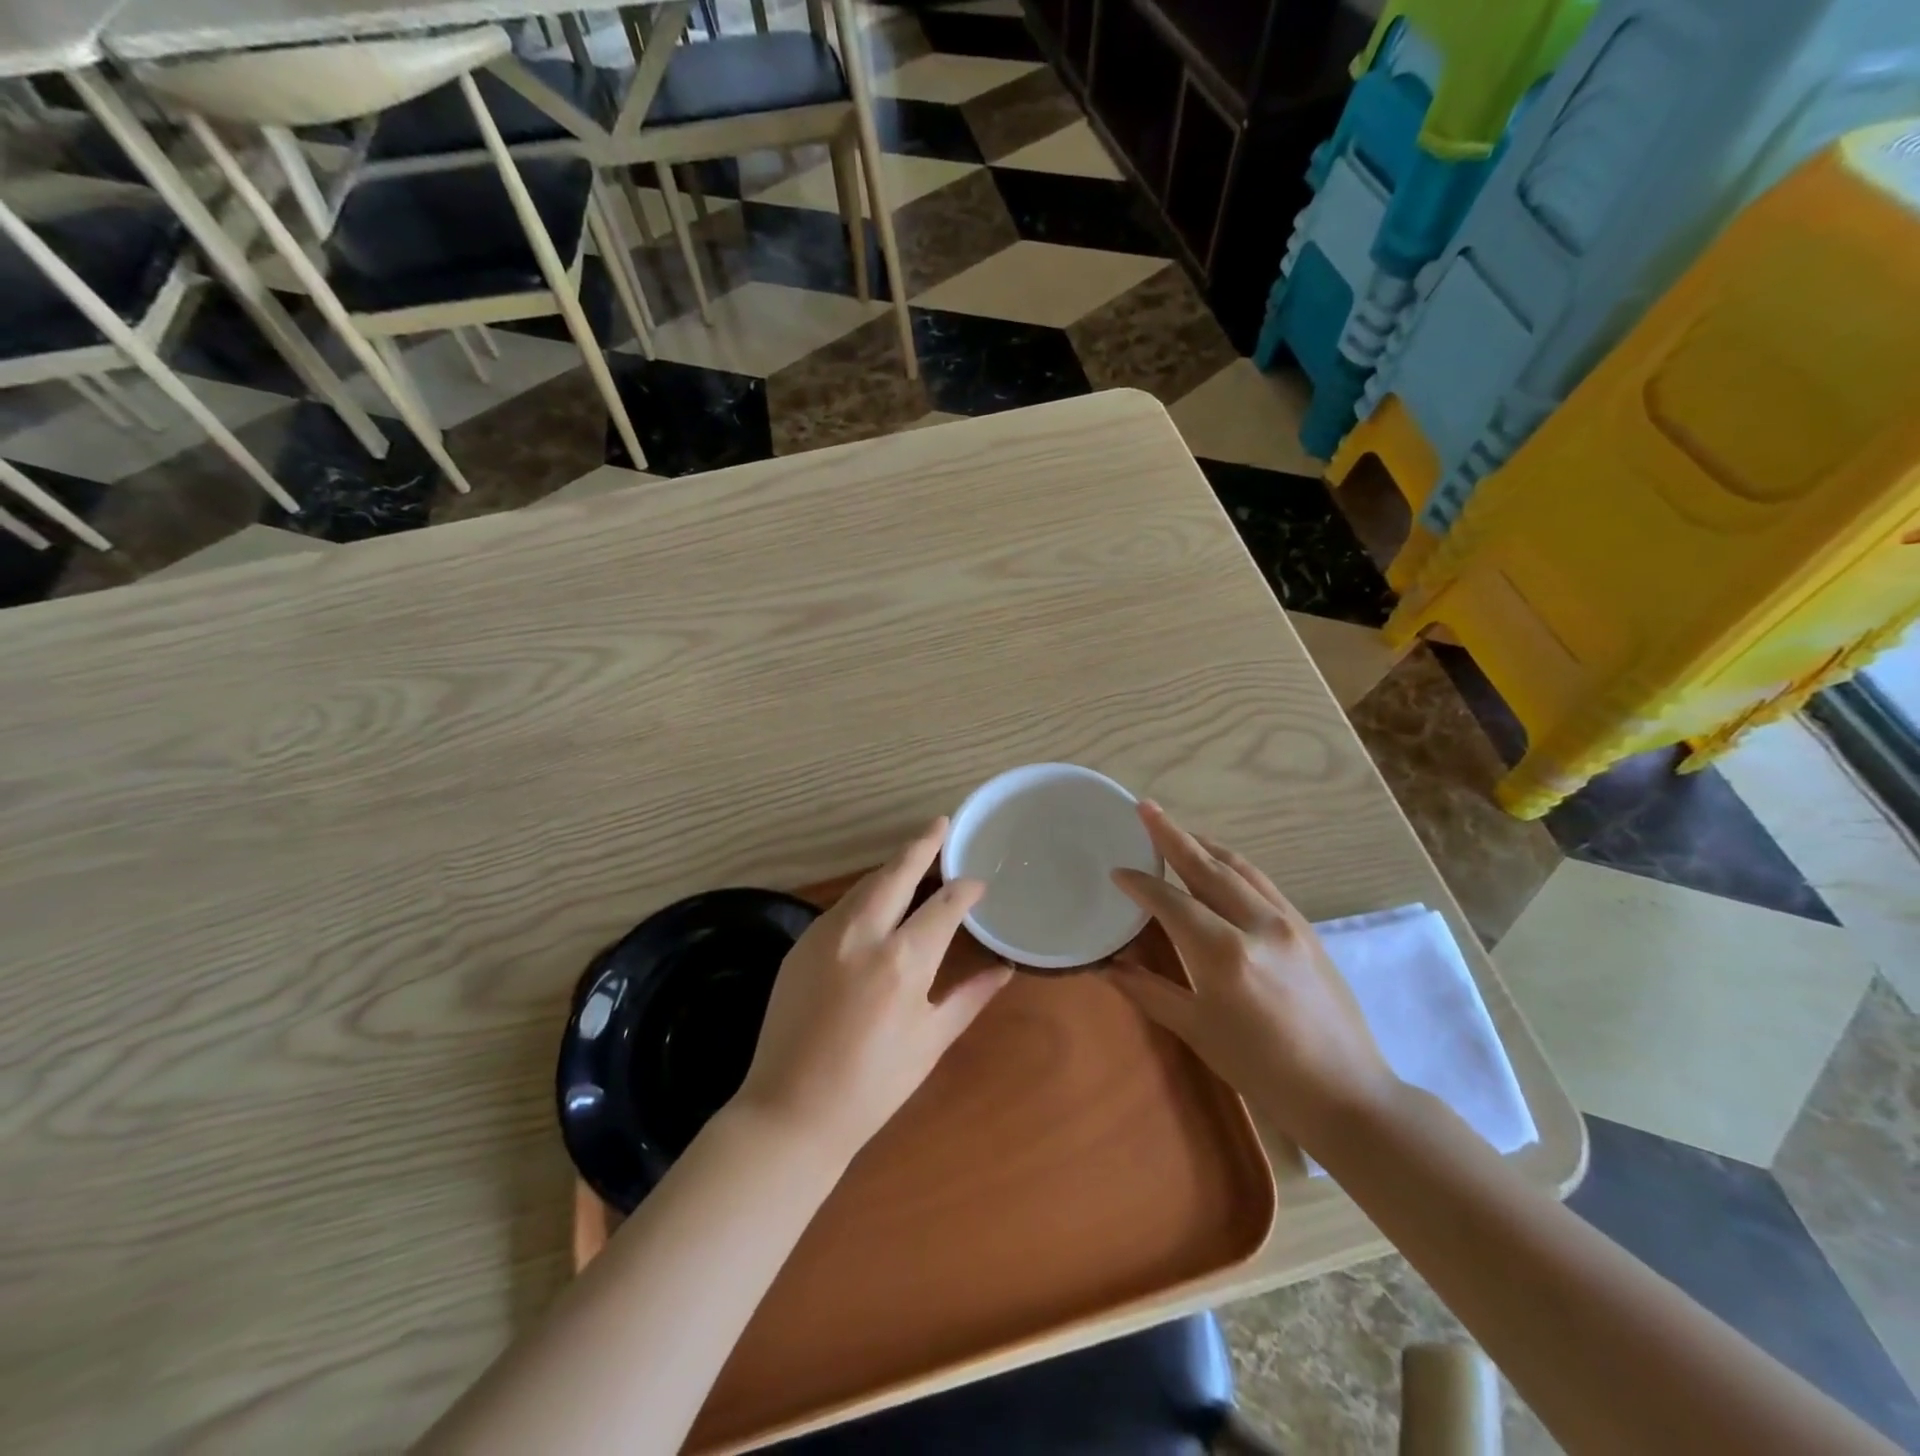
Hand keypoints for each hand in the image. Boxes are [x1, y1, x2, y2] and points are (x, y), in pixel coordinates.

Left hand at [734, 818, 1012, 1162]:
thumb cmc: (873, 1085)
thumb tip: (1004, 968)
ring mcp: (825, 935)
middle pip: (897, 873)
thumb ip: (969, 996)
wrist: (791, 1110)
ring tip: (913, 858)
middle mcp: (863, 935)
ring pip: (865, 885)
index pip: (944, 905)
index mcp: (903, 961)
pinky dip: (865, 895)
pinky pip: (841, 907)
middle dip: (922, 845)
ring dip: (891, 868)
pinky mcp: (800, 945)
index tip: (977, 883)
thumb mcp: (930, 1041)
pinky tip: (876, 900)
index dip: (965, 889)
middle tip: (940, 824)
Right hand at [1106, 802, 1396, 1148]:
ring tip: (1176, 831)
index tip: (1117, 871)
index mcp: (1224, 954)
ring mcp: (1287, 922)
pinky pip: (1262, 882)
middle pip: (1206, 867)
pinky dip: (1233, 865)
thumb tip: (1107, 966)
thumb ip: (1149, 991)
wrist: (1345, 1092)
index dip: (1141, 883)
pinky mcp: (1306, 927)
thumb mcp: (1197, 1031)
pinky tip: (1220, 864)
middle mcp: (1257, 924)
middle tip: (1144, 808)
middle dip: (1171, 835)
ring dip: (1203, 845)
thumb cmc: (1262, 1070)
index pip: (1171, 902)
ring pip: (1238, 867)